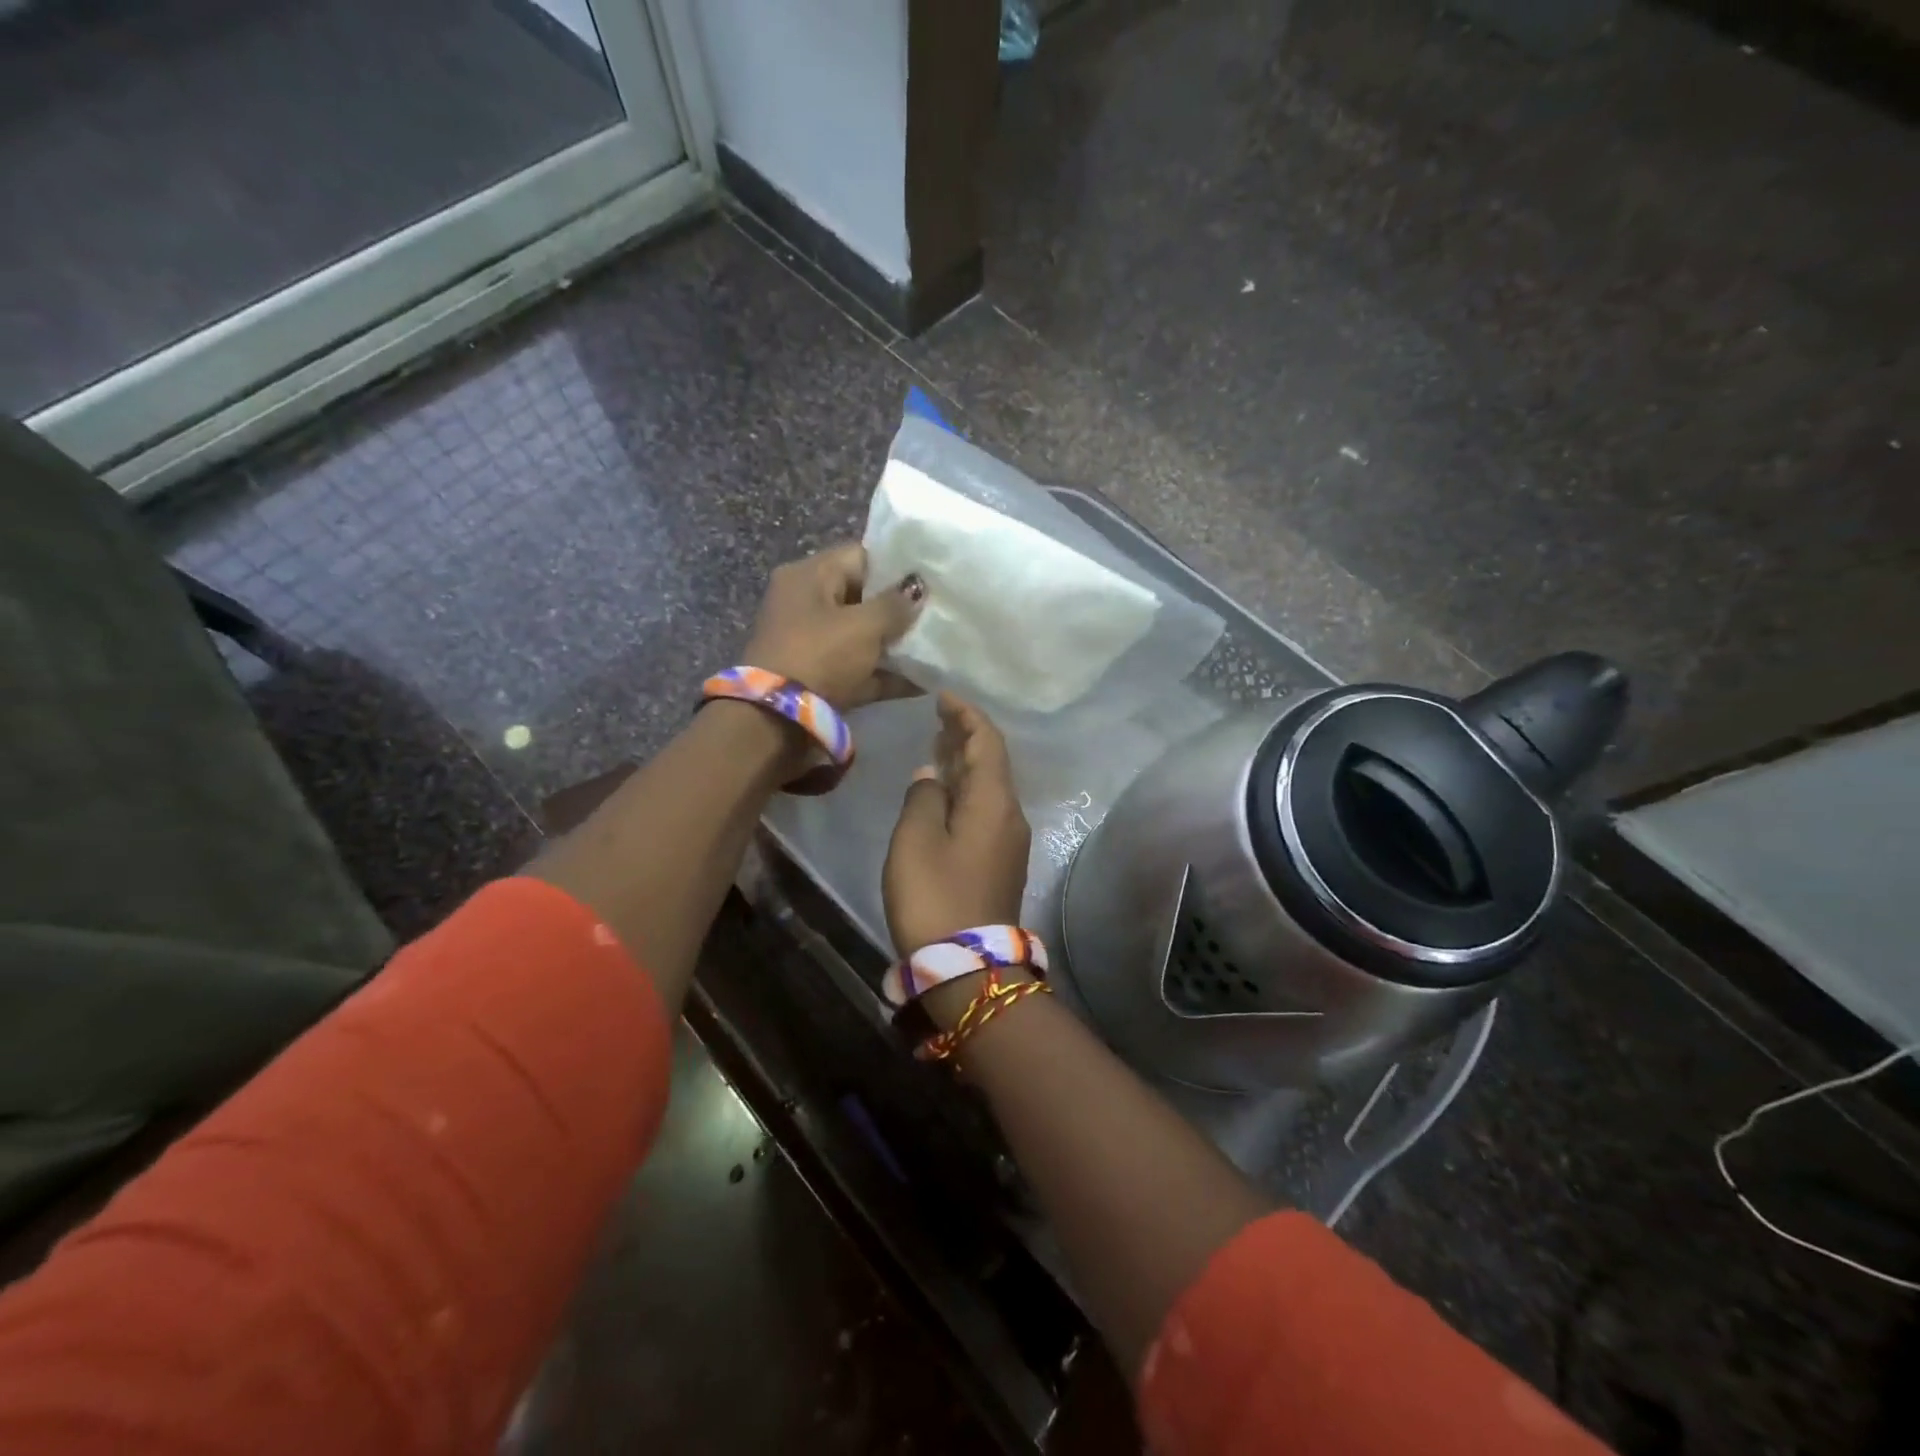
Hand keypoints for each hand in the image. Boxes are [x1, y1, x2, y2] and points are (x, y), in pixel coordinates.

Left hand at [743, 544, 923, 710]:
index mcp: (808, 575)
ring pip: (862, 636)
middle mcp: (806, 603)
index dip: (897, 566)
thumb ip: (895, 604)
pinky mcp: (819, 677)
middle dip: (899, 608)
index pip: (859, 556)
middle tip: (937, 614)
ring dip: (895, 644)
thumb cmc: (820, 656)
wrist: (777, 719)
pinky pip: (859, 669)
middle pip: (862, 597)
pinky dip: (886, 674)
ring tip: (936, 647)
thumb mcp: (863, 626)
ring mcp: (811, 643)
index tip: (930, 580)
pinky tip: (924, 681)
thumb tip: (917, 588)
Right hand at [883, 695, 1031, 959]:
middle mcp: (1010, 815)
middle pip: (992, 762)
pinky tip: (944, 791)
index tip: (943, 696)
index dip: (967, 715)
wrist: (967, 966)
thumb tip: (933, 774)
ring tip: (938, 745)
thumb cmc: (934, 896)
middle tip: (938, 716)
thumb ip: (923, 797)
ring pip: (989, 786)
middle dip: (967, 735)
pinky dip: (966, 789)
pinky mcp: (1000, 862)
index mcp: (994, 801)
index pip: (987, 742)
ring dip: (966, 763)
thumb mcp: (916, 840)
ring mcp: (1009, 840)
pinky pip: (986, 809)